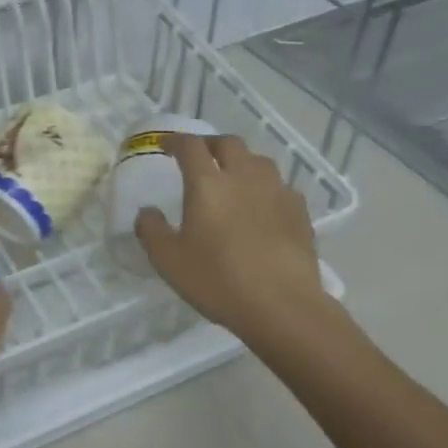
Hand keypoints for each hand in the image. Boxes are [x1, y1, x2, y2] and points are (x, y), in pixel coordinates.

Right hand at [134, 133, 337, 341]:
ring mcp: (277, 192)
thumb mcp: (168, 261)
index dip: (175, 141)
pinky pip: (280, 187)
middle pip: (228, 144)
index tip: (165, 145)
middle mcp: (244, 177)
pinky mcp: (300, 212)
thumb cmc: (219, 280)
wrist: (283, 306)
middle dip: (210, 145)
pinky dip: (266, 188)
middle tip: (200, 157)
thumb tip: (147, 212)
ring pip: (258, 161)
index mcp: (208, 184)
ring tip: (233, 178)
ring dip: (241, 162)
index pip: (190, 146)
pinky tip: (262, 206)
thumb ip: (151, 230)